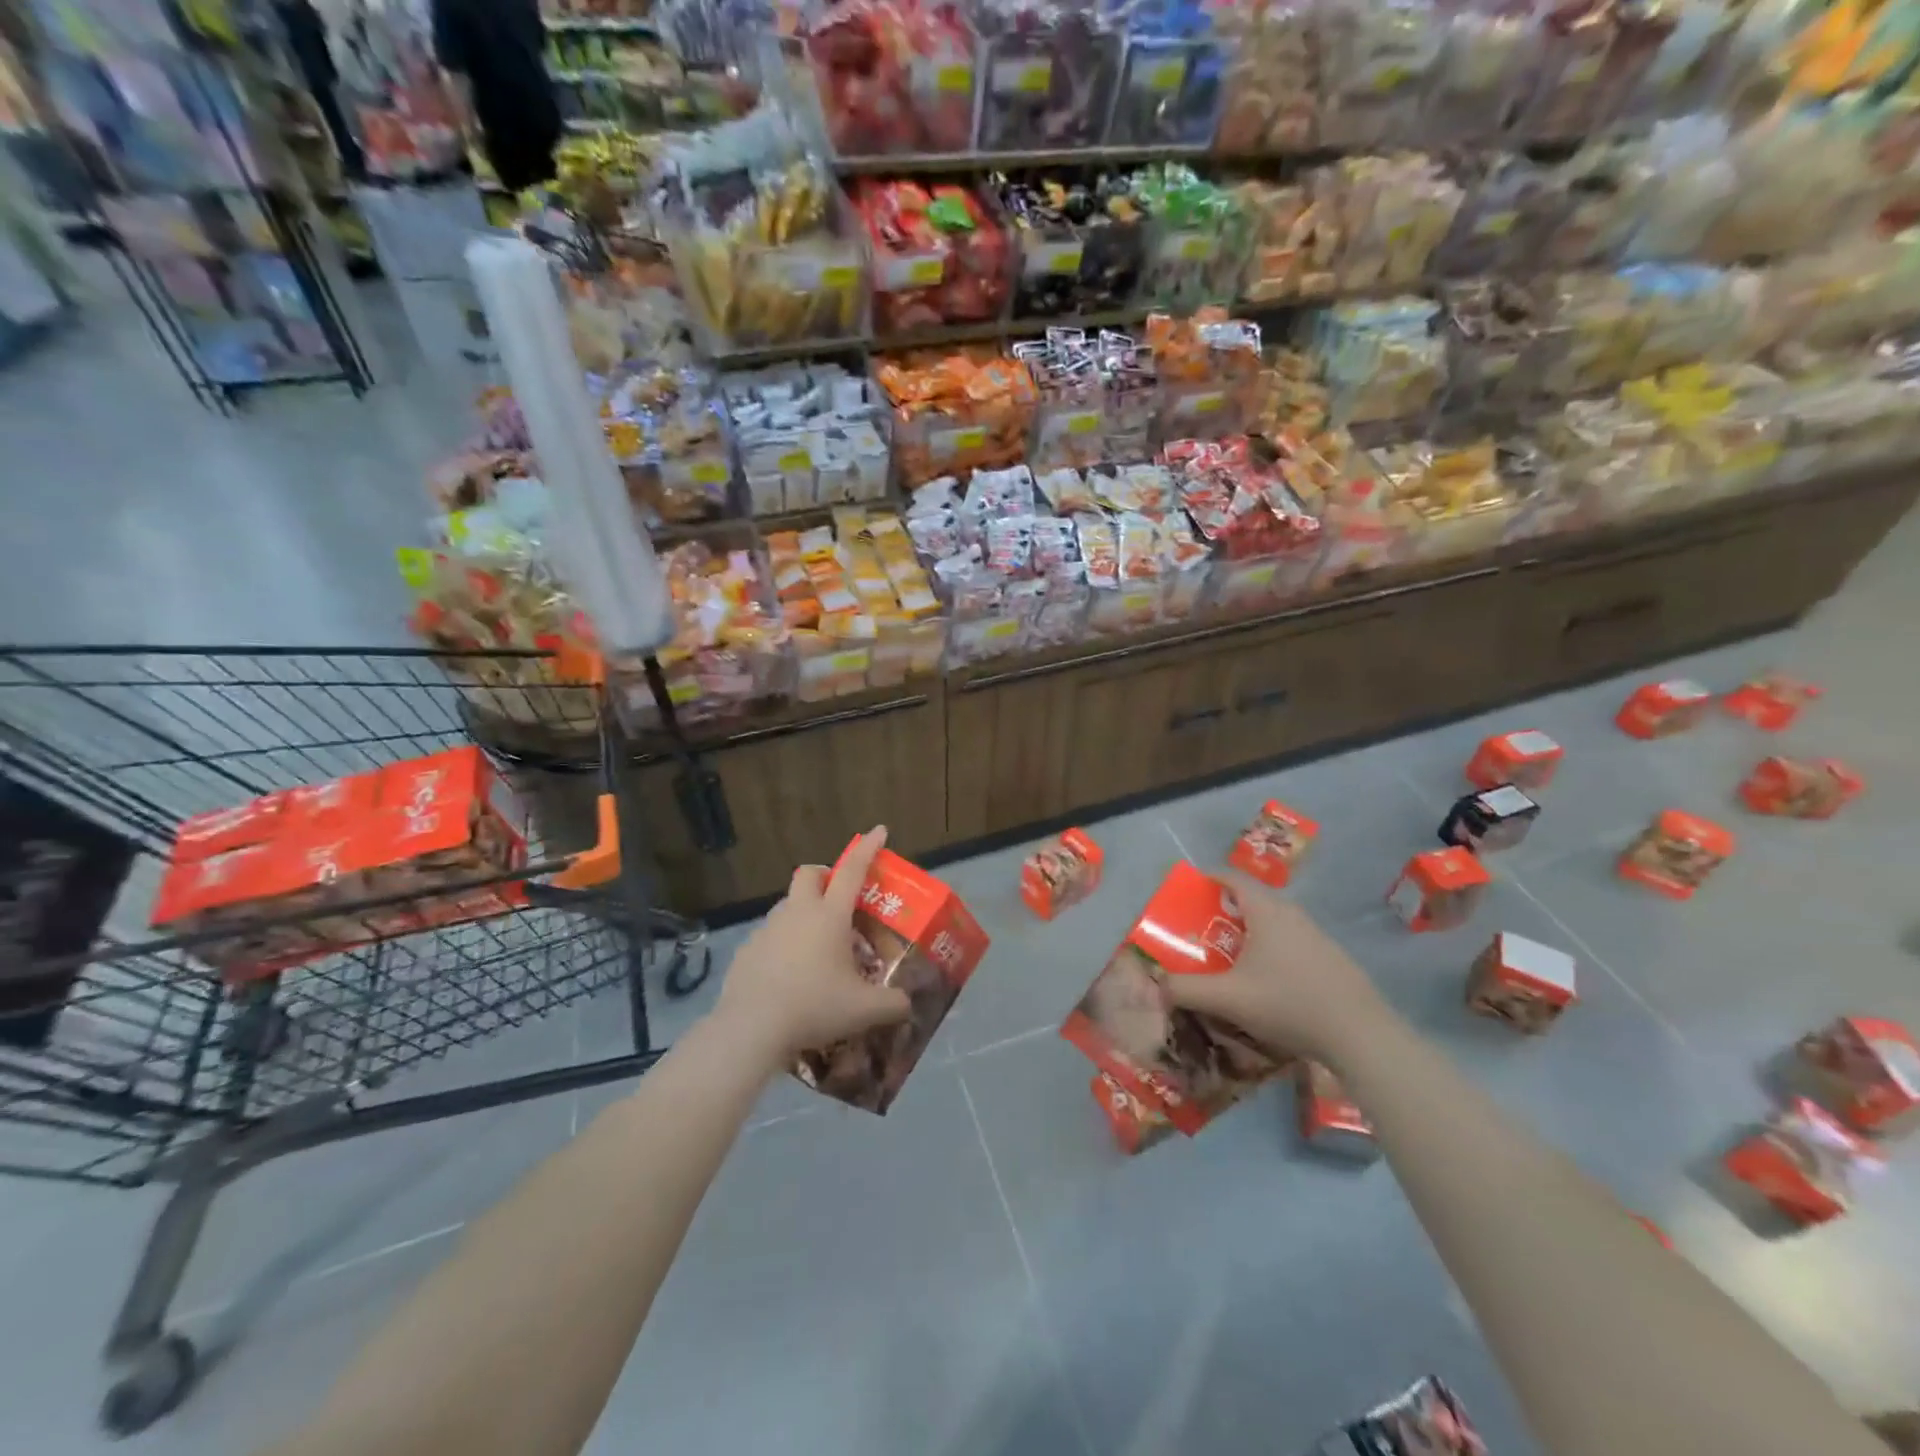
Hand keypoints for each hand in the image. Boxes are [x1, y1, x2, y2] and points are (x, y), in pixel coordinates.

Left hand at [712, 826, 911, 1069]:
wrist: (752, 1029)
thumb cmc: (815, 1007)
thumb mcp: (865, 1010)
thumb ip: (893, 1004)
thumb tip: (907, 1004)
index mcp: (829, 916)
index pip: (852, 870)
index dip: (868, 848)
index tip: (879, 830)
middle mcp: (797, 913)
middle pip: (809, 874)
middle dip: (825, 875)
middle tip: (838, 897)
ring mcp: (767, 930)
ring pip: (787, 905)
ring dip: (803, 913)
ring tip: (817, 946)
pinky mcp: (746, 951)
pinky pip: (769, 937)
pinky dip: (783, 945)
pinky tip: (789, 975)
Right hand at [1165, 870, 1389, 1062]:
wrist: (1360, 1035)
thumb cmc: (1288, 1003)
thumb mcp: (1228, 998)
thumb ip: (1186, 990)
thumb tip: (1156, 985)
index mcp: (1266, 911)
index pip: (1232, 878)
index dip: (1208, 878)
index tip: (1189, 890)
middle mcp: (1292, 914)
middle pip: (1253, 899)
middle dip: (1225, 910)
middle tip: (1203, 930)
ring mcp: (1317, 936)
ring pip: (1274, 922)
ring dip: (1250, 932)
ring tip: (1231, 957)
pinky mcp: (1332, 959)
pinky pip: (1292, 942)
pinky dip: (1272, 950)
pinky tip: (1268, 982)